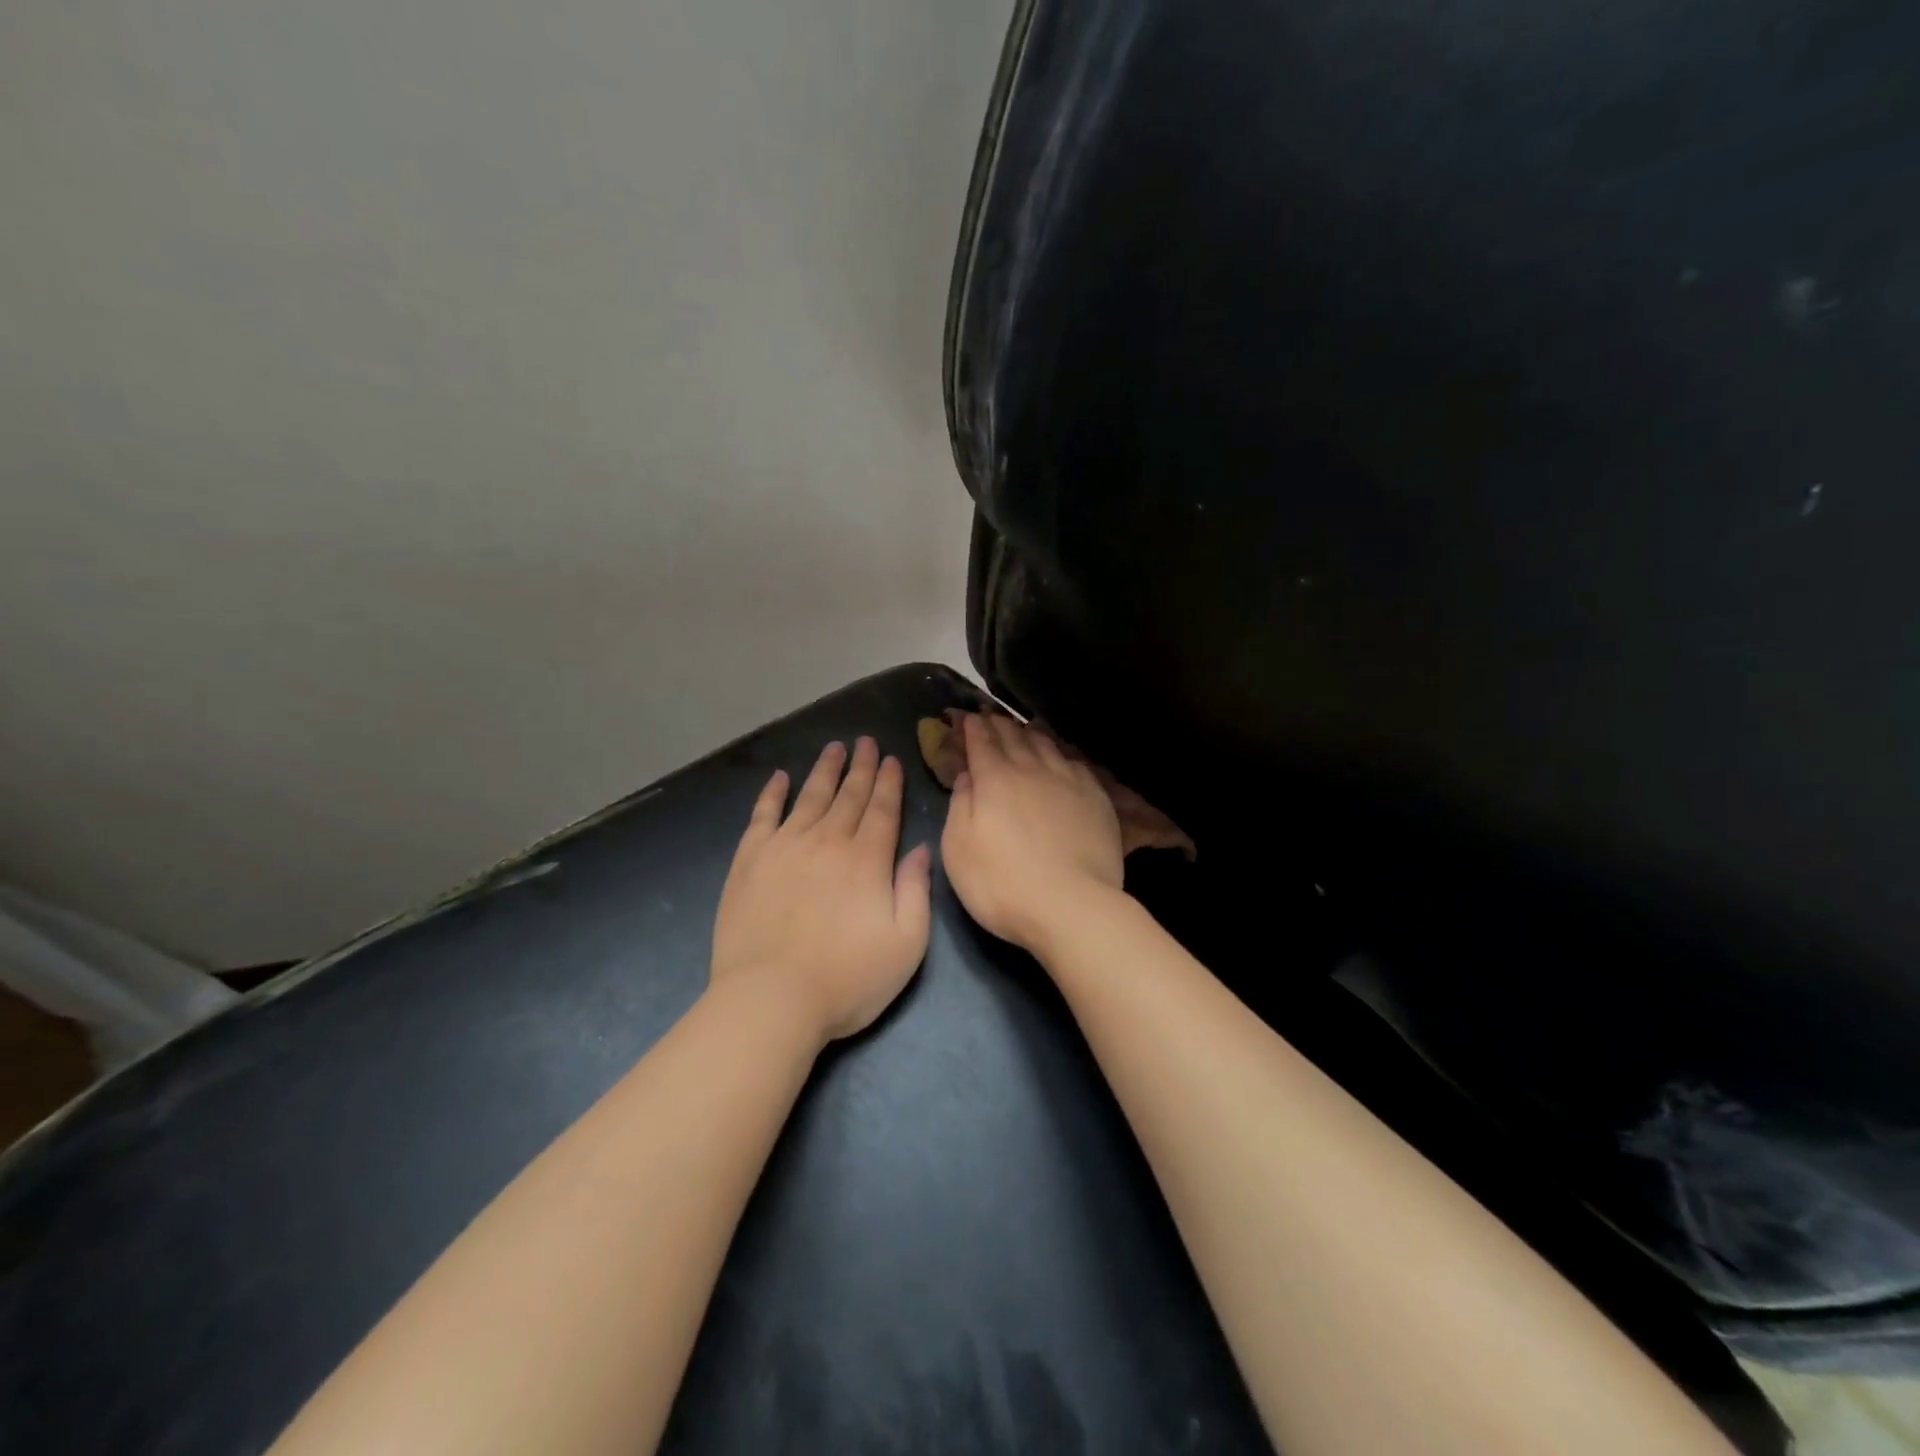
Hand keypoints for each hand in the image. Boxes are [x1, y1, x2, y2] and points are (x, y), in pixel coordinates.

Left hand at [711, 737, 932, 1043]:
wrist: (770, 999)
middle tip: (865, 741)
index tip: (891, 759)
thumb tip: (920, 849)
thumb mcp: (906, 944)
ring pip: (810, 796)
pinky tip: (780, 778)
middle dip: (861, 767)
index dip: (888, 782)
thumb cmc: (847, 980)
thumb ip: (916, 891)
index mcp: (867, 860)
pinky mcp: (750, 861)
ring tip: (834, 747)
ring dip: (824, 770)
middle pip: (848, 796)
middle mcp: (827, 841)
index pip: (881, 809)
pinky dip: (772, 794)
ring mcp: (784, 847)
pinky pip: (763, 815)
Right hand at [940, 712, 1123, 954]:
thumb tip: (966, 776)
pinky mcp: (1096, 798)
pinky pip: (1075, 764)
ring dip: (1031, 733)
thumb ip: (960, 806)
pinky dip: (1062, 755)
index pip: (981, 742)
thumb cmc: (1002, 884)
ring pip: (1047, 745)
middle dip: (999, 724)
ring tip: (1024, 729)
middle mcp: (1032, 770)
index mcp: (995, 779)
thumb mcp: (958, 850)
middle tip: (991, 716)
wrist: (1071, 906)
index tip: (966, 718)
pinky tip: (1062, 759)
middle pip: (1014, 736)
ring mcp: (1068, 781)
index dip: (972, 727)